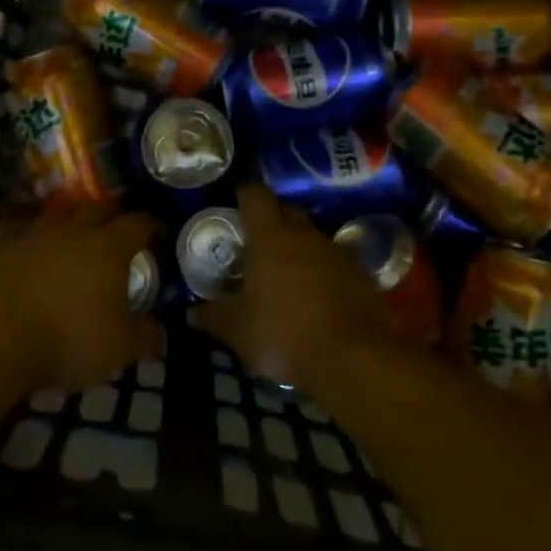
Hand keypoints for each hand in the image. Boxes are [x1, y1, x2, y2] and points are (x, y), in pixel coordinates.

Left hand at [0, 205, 166, 390]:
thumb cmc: (67, 338)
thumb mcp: (118, 348)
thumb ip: (145, 338)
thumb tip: (162, 334)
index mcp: (108, 247)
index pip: (138, 223)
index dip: (152, 225)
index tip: (160, 231)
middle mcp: (73, 232)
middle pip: (98, 209)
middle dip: (113, 213)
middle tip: (120, 225)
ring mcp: (33, 236)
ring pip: (59, 216)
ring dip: (71, 221)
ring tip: (77, 233)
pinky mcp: (0, 249)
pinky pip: (23, 234)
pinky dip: (34, 240)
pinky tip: (33, 253)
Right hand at [188, 184, 396, 389]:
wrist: (353, 358)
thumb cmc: (284, 334)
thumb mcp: (237, 331)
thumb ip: (213, 316)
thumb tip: (191, 312)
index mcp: (270, 237)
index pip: (255, 195)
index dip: (244, 192)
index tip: (235, 198)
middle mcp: (304, 234)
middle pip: (286, 209)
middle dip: (271, 216)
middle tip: (255, 237)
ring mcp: (335, 252)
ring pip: (311, 235)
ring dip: (297, 245)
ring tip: (283, 269)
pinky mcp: (359, 273)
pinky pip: (332, 260)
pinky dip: (320, 269)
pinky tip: (313, 293)